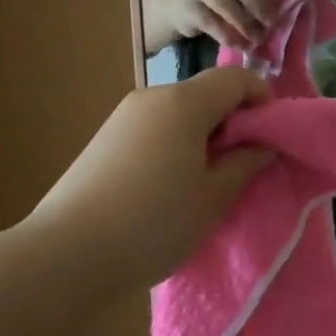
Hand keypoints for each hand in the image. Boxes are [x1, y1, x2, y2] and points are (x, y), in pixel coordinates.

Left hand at [21, 68, 276, 293]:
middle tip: (243, 162)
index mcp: (184, 103)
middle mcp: (153, 98)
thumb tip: (262, 146)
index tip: (271, 134)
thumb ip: (245, 164)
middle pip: (206, 92)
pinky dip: (174, 143)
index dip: (262, 98)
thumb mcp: (213, 198)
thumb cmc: (153, 223)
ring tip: (205, 179)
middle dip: (232, 119)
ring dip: (202, 133)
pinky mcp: (104, 140)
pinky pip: (154, 128)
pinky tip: (168, 185)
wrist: (63, 257)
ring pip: (179, 111)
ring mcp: (123, 117)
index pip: (236, 78)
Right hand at [171, 0, 277, 49]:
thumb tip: (281, 12)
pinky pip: (211, 22)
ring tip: (257, 39)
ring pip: (225, 5)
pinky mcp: (189, 7)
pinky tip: (239, 45)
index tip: (278, 7)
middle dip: (259, 7)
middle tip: (271, 24)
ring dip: (245, 24)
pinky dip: (228, 35)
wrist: (178, 5)